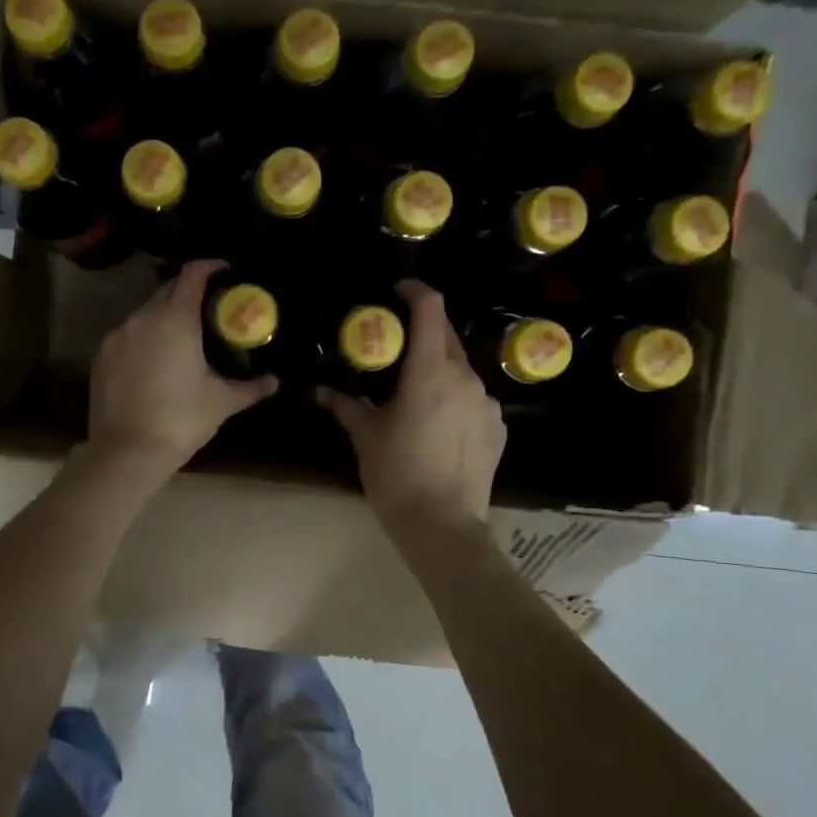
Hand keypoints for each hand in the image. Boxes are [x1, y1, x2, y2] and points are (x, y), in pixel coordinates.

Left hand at [87, 259, 276, 479]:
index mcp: (175, 318)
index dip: (211, 267)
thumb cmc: (180, 420)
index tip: (226, 272)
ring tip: (184, 338)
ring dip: (165, 317)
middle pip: (167, 290)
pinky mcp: (101, 357)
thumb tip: (275, 382)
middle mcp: (142, 317)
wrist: (126, 452)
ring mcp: (117, 336)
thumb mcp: (221, 402)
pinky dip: (144, 339)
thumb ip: (250, 387)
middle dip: (189, 293)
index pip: (193, 274)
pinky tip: (156, 362)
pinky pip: (128, 336)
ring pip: (145, 314)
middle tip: (210, 309)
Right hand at [319, 280, 505, 538]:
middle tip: (396, 347)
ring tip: (416, 394)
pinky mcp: (498, 427)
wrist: (442, 526)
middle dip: (423, 332)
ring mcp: (487, 403)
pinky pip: (475, 399)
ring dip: (439, 369)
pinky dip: (456, 399)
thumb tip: (318, 391)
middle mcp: (464, 378)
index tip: (397, 291)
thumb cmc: (396, 476)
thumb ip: (345, 406)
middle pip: (447, 337)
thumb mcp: (365, 438)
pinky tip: (439, 425)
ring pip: (461, 370)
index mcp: (429, 373)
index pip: (430, 310)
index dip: (415, 291)